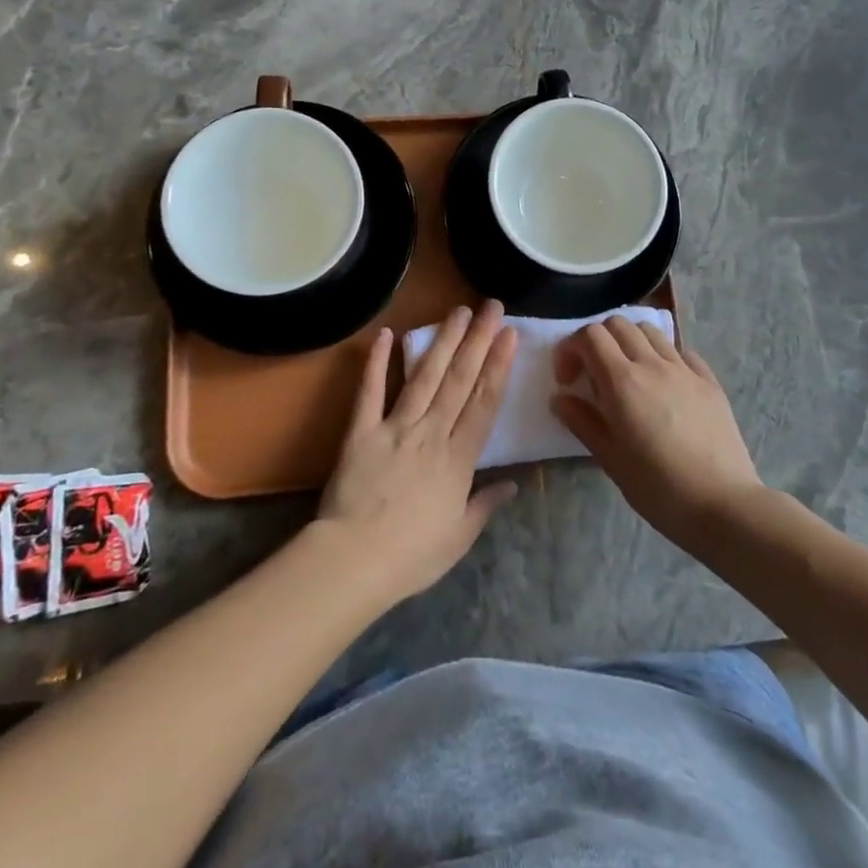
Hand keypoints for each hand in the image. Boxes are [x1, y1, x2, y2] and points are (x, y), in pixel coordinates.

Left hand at [315, 302, 518, 604]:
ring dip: (442, 341)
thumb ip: (485, 505)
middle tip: (491, 306)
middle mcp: (431, 433)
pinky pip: (370, 391)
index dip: (499, 365)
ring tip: (458, 311)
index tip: (510, 334)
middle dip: (478, 340)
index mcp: (458, 458)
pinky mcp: (361, 430)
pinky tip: (385, 334)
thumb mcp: (459, 536)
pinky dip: (376, 362)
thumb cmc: (412, 555)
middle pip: (460, 380)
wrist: (353, 561)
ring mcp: (395, 427)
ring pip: (424, 377)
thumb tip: (513, 483)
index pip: (484, 402)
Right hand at [552, 317, 764, 549]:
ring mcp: (685, 369)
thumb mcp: (610, 459)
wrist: (722, 505)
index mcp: (622, 381)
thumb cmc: (658, 488)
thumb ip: (582, 422)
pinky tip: (664, 385)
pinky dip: (664, 357)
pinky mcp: (709, 381)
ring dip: (630, 343)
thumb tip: (560, 399)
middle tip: (594, 375)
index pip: (589, 336)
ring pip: (650, 332)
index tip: (568, 381)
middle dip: (598, 341)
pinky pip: (681, 352)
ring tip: (628, 376)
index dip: (570, 350)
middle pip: (617, 325)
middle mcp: (652, 364)